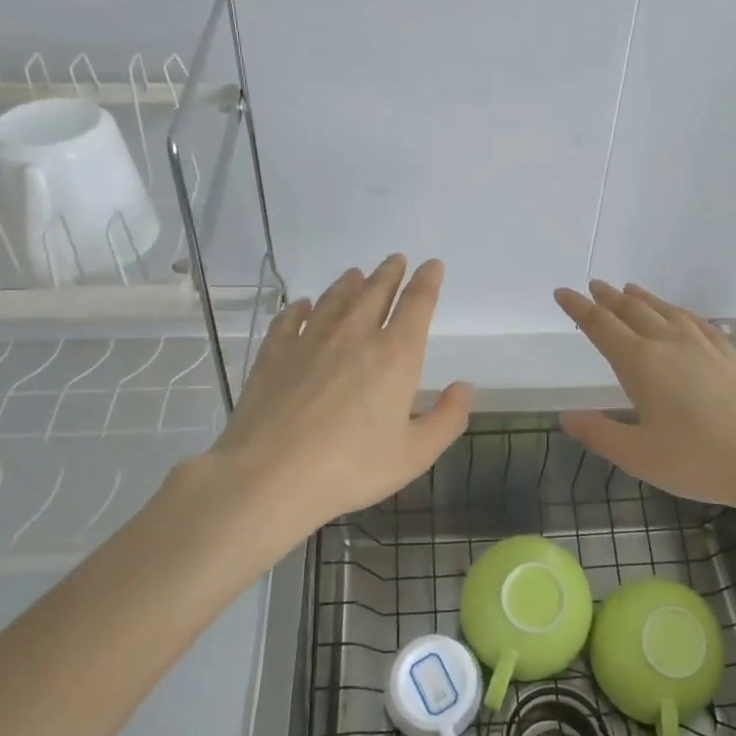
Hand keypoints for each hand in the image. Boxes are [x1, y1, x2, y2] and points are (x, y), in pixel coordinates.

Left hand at [197, 256, 471, 557]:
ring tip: (356, 274)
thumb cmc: (351, 467)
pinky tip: (304, 305)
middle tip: (396, 260)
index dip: (428, 281)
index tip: (432, 265)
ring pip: (335, 298)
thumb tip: (464, 387)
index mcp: (395, 355)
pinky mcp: (275, 352)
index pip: (417, 304)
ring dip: (350, 283)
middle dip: (390, 273)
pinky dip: (302, 307)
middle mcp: (355, 335)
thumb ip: (447, 419)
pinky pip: (291, 318)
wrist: (270, 475)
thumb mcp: (414, 454)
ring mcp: (311, 339)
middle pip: (376, 291)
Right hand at [553, 280, 735, 517]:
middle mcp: (670, 344)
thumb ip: (600, 434)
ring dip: (642, 299)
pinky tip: (680, 316)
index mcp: (641, 363)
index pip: (602, 326)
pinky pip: (696, 321)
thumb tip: (566, 417)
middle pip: (633, 311)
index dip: (579, 309)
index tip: (563, 292)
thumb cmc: (701, 461)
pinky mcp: (731, 355)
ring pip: (666, 311)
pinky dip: (678, 311)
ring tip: (629, 289)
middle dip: (608, 298)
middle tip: (593, 286)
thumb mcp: (640, 456)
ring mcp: (705, 346)